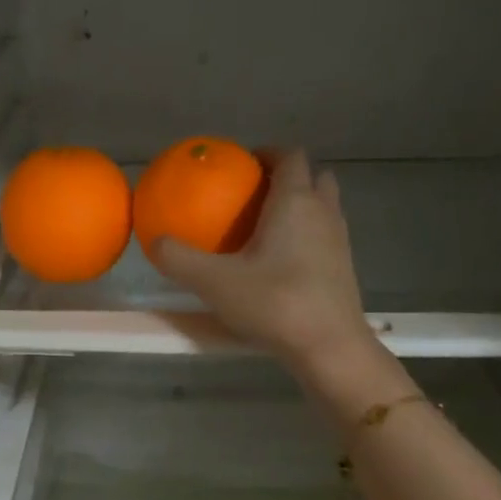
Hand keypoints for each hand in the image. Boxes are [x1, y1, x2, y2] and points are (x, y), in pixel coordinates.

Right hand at [153, 149, 375, 376]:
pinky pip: (326, 238)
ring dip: (302, 208)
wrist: (328, 346)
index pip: (289, 156)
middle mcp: (323, 212)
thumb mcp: (215, 283)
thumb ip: (180, 260)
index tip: (245, 164)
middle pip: (314, 177)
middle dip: (289, 178)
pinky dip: (309, 238)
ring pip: (324, 208)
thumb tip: (156, 241)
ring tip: (269, 230)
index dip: (268, 153)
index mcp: (295, 201)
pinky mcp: (345, 269)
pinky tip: (283, 266)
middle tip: (258, 196)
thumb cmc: (274, 303)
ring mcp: (340, 241)